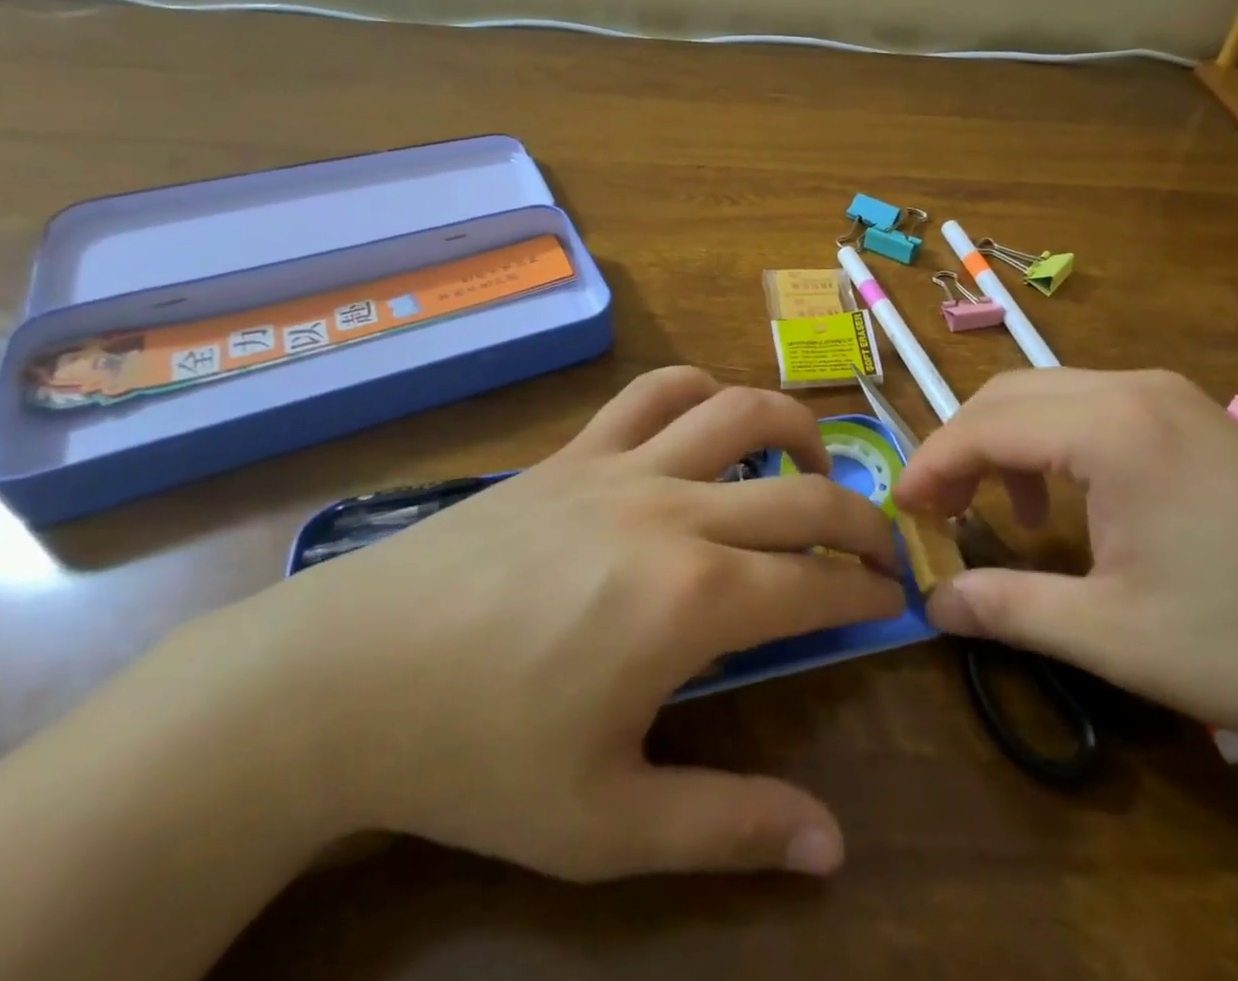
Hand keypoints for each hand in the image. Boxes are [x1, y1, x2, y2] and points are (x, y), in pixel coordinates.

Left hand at [193, 367, 903, 880]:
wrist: (348, 675)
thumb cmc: (476, 757)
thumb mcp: (605, 825)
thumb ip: (728, 827)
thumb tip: (832, 847)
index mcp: (692, 600)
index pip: (814, 585)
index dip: (865, 593)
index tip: (889, 601)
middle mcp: (674, 510)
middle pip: (802, 493)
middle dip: (859, 518)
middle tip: (875, 546)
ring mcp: (623, 467)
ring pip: (739, 411)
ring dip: (795, 428)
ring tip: (809, 466)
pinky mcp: (576, 449)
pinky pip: (653, 392)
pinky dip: (701, 390)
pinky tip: (710, 421)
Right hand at [895, 368, 1237, 807]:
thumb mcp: (1114, 635)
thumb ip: (1008, 606)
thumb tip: (931, 603)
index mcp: (1109, 426)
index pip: (983, 424)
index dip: (931, 466)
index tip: (902, 512)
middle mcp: (1134, 389)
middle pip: (1009, 394)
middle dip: (961, 447)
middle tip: (940, 511)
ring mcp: (1173, 397)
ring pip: (1050, 394)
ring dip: (1008, 443)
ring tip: (1007, 512)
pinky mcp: (1199, 418)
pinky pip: (1095, 407)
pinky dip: (1056, 442)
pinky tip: (1073, 500)